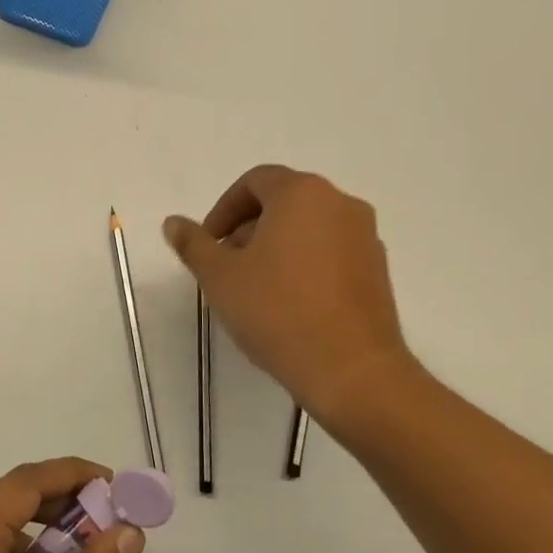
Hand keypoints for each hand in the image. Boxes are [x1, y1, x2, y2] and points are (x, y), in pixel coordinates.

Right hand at [163, 164, 417, 431]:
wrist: (352, 370)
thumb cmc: (278, 311)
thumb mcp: (220, 277)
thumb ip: (194, 244)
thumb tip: (173, 222)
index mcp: (302, 193)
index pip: (255, 182)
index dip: (223, 209)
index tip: (208, 244)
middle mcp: (340, 204)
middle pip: (283, 202)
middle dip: (248, 228)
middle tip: (226, 266)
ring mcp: (365, 237)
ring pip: (309, 228)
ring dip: (276, 246)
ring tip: (255, 288)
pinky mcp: (378, 270)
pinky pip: (331, 252)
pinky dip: (305, 263)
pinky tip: (289, 303)